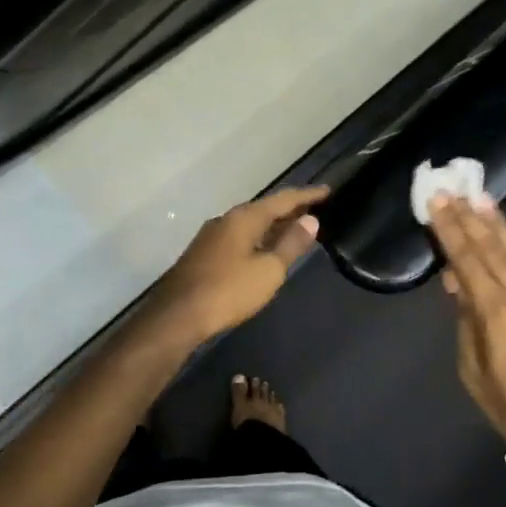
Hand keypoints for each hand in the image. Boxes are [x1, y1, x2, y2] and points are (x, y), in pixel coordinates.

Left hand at [145, 186, 329, 345]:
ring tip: (295, 229)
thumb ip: (291, 243)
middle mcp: (226, 220)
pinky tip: (265, 250)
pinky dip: (258, 238)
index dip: (307, 195)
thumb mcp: (269, 269)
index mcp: (244, 218)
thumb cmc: (229, 290)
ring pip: (250, 224)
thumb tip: (311, 220)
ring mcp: (211, 237)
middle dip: (290, 209)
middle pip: (264, 209)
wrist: (177, 316)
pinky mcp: (204, 254)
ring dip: (273, 225)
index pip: (283, 199)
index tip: (328, 191)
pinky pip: (239, 237)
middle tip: (315, 210)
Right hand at [428, 194, 505, 472]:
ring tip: (483, 197)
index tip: (436, 201)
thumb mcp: (474, 372)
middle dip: (469, 217)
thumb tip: (458, 285)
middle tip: (453, 188)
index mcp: (494, 311)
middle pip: (491, 247)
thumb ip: (466, 324)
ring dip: (499, 223)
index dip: (449, 229)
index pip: (466, 259)